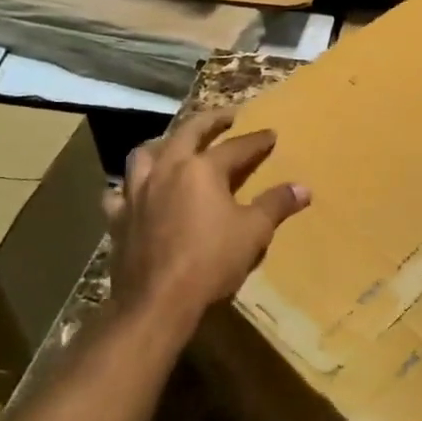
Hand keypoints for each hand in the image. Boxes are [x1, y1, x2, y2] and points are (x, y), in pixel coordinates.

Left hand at [105, 110, 309, 327]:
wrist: (156, 302)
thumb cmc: (211, 261)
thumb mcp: (254, 232)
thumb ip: (276, 205)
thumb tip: (303, 188)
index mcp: (202, 169)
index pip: (236, 146)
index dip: (257, 140)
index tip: (271, 134)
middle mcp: (167, 170)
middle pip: (188, 133)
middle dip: (210, 122)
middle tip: (226, 118)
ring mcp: (137, 193)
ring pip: (145, 154)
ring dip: (163, 144)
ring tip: (175, 146)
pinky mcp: (118, 218)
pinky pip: (120, 193)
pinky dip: (129, 187)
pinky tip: (138, 193)